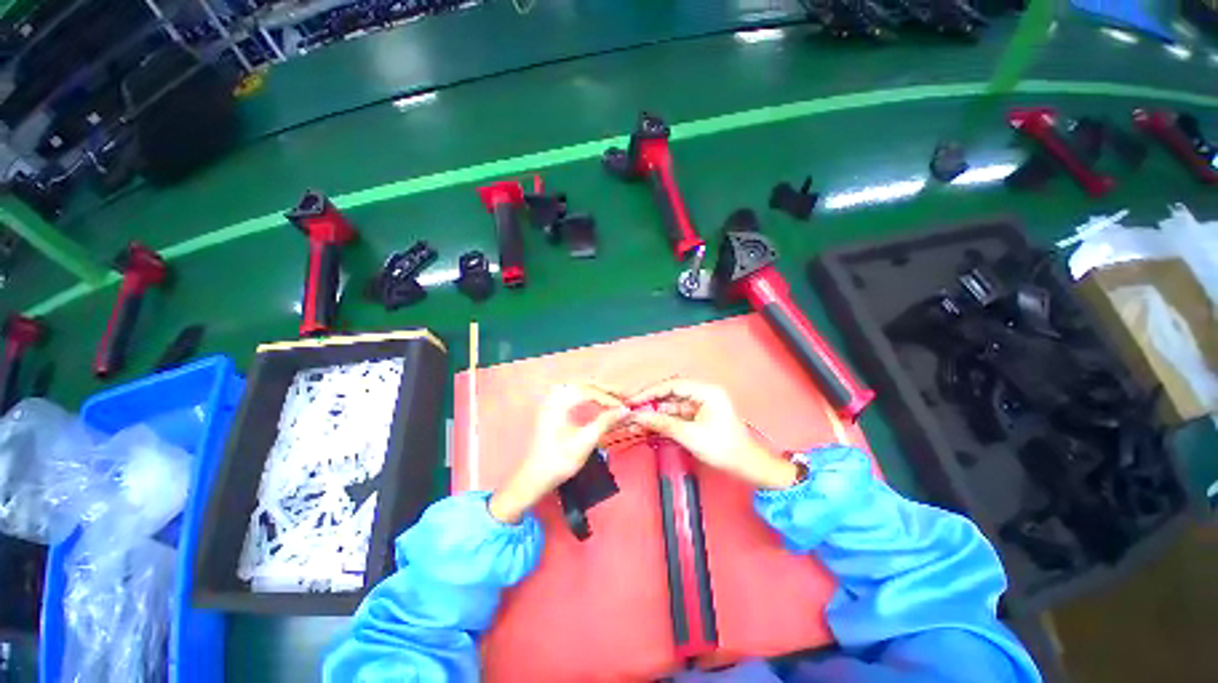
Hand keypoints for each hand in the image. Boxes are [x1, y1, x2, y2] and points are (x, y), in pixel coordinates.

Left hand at [489, 384, 628, 522]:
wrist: (535, 477)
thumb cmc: (560, 461)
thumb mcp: (585, 442)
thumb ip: (605, 422)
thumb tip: (626, 410)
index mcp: (559, 403)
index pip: (589, 391)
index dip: (609, 398)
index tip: (625, 407)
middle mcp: (554, 396)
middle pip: (585, 385)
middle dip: (606, 390)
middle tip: (624, 396)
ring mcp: (552, 401)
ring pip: (580, 387)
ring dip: (598, 390)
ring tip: (615, 397)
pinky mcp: (552, 408)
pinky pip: (574, 393)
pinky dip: (588, 394)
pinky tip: (597, 400)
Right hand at [628, 379, 797, 489]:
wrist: (746, 466)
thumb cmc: (722, 448)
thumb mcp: (690, 436)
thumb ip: (663, 423)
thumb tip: (638, 417)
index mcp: (706, 392)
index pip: (673, 385)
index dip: (651, 391)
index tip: (633, 400)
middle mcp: (703, 394)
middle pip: (672, 393)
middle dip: (651, 400)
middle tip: (631, 407)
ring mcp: (701, 405)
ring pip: (673, 404)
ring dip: (656, 411)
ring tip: (636, 416)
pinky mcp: (699, 416)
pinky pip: (678, 414)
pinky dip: (665, 419)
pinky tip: (650, 423)